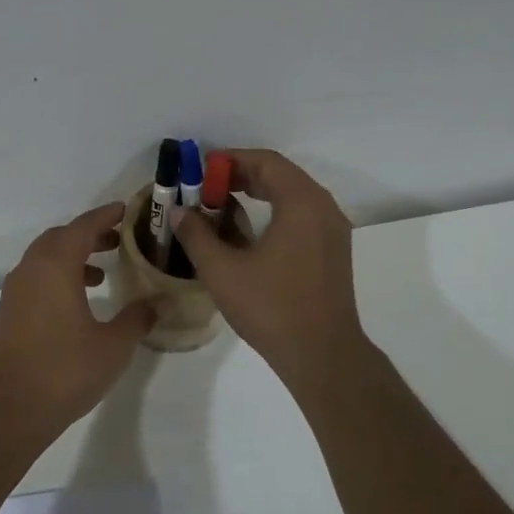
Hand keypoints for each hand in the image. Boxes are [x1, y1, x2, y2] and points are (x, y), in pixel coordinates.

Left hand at [0, 203, 158, 438]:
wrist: (7, 409)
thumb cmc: (64, 371)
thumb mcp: (113, 346)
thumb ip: (136, 319)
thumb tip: (155, 304)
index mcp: (55, 267)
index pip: (83, 227)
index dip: (106, 216)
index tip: (126, 211)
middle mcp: (30, 270)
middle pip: (60, 238)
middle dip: (89, 235)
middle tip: (118, 241)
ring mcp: (14, 292)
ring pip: (45, 259)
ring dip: (72, 257)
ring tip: (101, 273)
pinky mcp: (8, 313)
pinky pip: (36, 279)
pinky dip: (58, 277)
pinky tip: (77, 304)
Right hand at [172, 149, 367, 387]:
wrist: (322, 354)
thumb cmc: (271, 307)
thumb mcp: (222, 270)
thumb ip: (197, 235)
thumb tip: (179, 212)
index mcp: (302, 203)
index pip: (266, 162)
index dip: (231, 159)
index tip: (201, 169)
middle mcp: (324, 208)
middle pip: (281, 175)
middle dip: (242, 175)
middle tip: (206, 186)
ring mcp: (333, 230)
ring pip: (293, 195)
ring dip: (259, 193)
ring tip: (222, 204)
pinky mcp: (333, 251)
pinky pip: (302, 215)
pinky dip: (275, 211)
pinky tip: (249, 232)